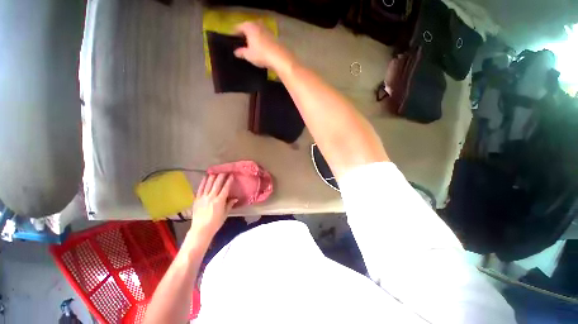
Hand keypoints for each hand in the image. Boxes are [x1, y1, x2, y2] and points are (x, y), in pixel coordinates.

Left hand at [189, 174, 236, 238]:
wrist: (201, 229)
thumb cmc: (215, 223)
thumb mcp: (225, 214)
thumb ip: (229, 204)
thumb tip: (235, 198)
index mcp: (220, 200)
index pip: (225, 187)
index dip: (229, 180)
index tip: (231, 175)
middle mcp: (211, 197)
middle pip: (217, 183)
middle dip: (221, 176)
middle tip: (224, 170)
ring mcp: (203, 197)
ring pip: (208, 184)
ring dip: (212, 177)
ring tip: (215, 171)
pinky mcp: (197, 199)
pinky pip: (200, 188)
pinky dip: (203, 182)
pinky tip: (205, 177)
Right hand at [234, 21, 293, 69]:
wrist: (280, 58)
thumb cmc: (261, 54)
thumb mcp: (248, 55)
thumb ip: (241, 52)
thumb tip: (236, 52)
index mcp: (249, 26)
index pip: (238, 27)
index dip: (234, 34)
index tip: (231, 40)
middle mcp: (258, 24)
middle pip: (248, 28)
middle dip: (245, 35)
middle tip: (241, 43)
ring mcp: (267, 29)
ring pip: (257, 31)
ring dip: (254, 37)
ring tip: (251, 46)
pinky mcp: (274, 36)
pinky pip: (264, 37)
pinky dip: (261, 41)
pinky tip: (261, 48)